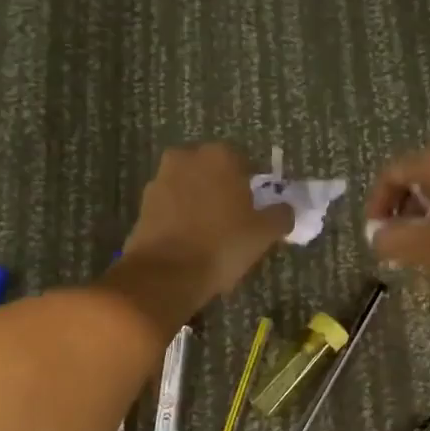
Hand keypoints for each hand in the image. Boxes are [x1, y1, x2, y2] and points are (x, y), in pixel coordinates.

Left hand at [107, 144, 292, 326]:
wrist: (164, 274)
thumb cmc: (222, 245)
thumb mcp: (264, 233)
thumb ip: (281, 215)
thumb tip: (285, 209)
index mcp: (220, 156)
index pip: (246, 163)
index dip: (255, 186)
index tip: (259, 209)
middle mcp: (187, 158)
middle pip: (214, 172)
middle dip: (225, 190)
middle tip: (237, 220)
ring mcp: (161, 179)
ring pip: (191, 187)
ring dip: (202, 203)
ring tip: (213, 234)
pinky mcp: (143, 204)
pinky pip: (172, 206)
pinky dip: (182, 217)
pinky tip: (191, 242)